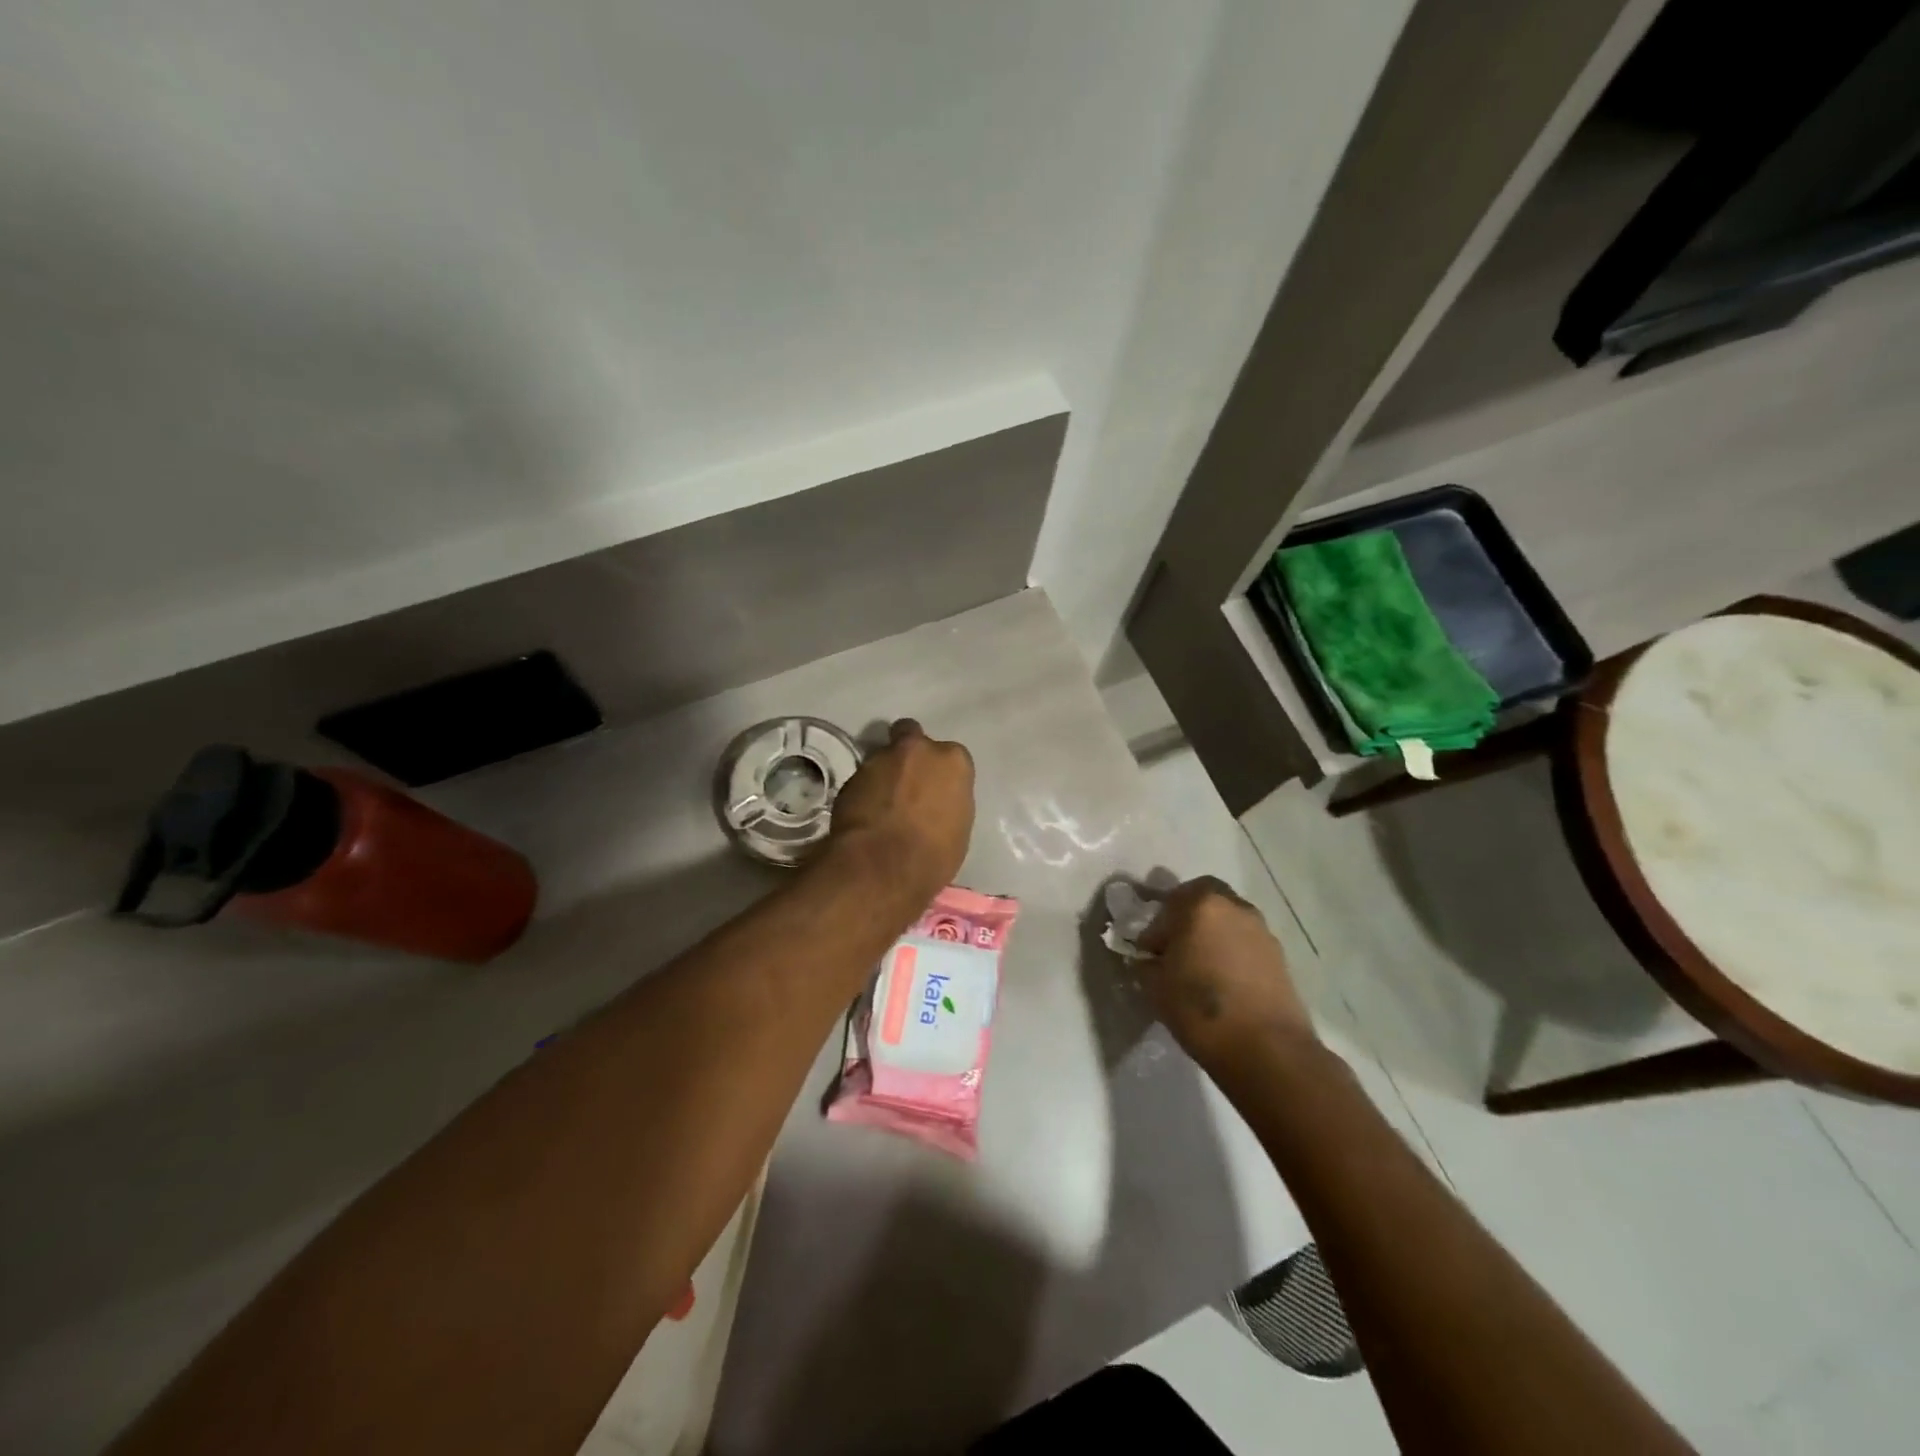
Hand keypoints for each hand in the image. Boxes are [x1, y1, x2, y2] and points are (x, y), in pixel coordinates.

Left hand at [826, 720, 974, 908]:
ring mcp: (880, 759)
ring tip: (882, 805)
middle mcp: (918, 749)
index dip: (940, 772)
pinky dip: (865, 791)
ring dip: (884, 774)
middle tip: (907, 784)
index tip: (936, 790)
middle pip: (911, 737)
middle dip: (908, 755)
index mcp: (953, 761)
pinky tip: (865, 815)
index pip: (951, 756)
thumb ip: (947, 802)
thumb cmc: (933, 854)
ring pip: (883, 758)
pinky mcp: (851, 776)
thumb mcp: (957, 828)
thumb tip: (933, 803)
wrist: (881, 866)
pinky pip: (863, 779)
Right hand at [1138, 877, 1316, 1069]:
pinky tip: (1224, 982)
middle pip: (1202, 900)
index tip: (1150, 955)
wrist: (1267, 1050)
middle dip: (1186, 919)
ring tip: (1201, 969)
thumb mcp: (1155, 986)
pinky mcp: (1279, 955)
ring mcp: (1260, 929)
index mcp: (1199, 905)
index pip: (1166, 907)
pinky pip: (1245, 942)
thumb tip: (1152, 958)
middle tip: (1175, 949)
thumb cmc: (1199, 1010)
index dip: (1154, 931)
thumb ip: (1148, 962)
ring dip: (1212, 935)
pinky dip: (1232, 952)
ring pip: (1227, 920)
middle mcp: (1233, 907)